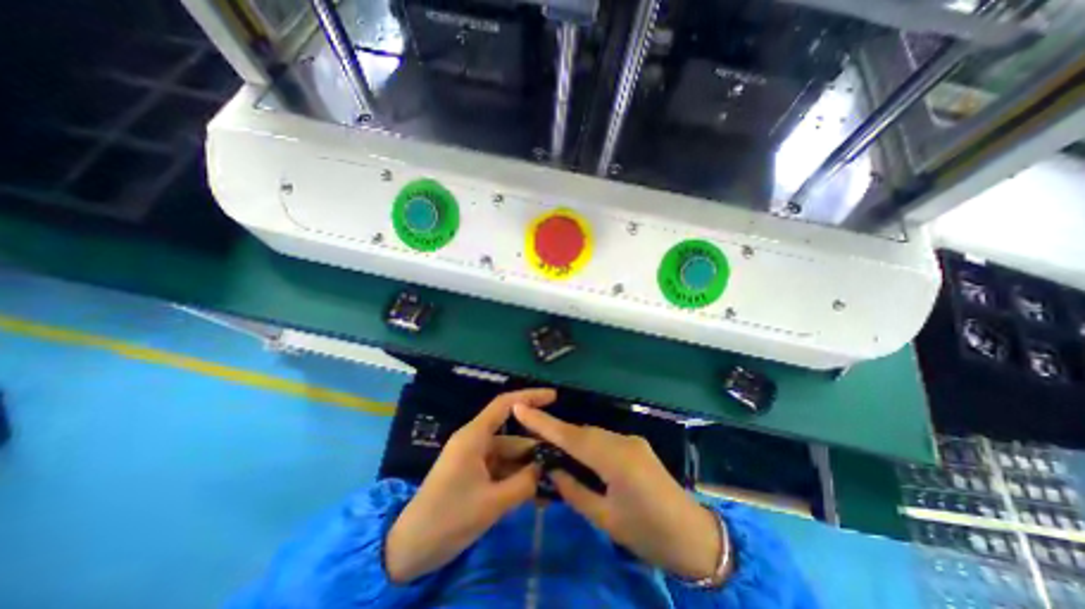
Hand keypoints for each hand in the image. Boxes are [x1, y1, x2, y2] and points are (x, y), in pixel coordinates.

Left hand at [385, 387, 554, 581]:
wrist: (411, 549)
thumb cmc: (449, 518)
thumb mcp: (492, 503)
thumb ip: (524, 482)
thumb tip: (547, 467)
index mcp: (474, 436)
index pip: (505, 404)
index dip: (530, 397)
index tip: (554, 397)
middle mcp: (476, 441)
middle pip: (513, 435)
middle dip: (536, 447)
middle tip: (563, 458)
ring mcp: (475, 458)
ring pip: (509, 455)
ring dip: (529, 468)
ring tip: (555, 481)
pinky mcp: (474, 474)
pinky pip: (502, 469)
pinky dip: (517, 479)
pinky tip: (536, 493)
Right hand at [512, 405, 727, 584]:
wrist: (694, 536)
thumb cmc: (648, 535)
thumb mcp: (606, 519)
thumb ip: (575, 491)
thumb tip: (552, 471)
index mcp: (615, 460)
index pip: (571, 437)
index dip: (543, 422)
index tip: (520, 407)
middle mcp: (622, 441)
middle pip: (581, 432)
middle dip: (555, 432)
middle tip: (531, 435)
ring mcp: (631, 440)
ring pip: (592, 433)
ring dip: (571, 439)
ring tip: (551, 449)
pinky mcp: (635, 445)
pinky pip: (603, 439)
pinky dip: (587, 444)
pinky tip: (579, 456)